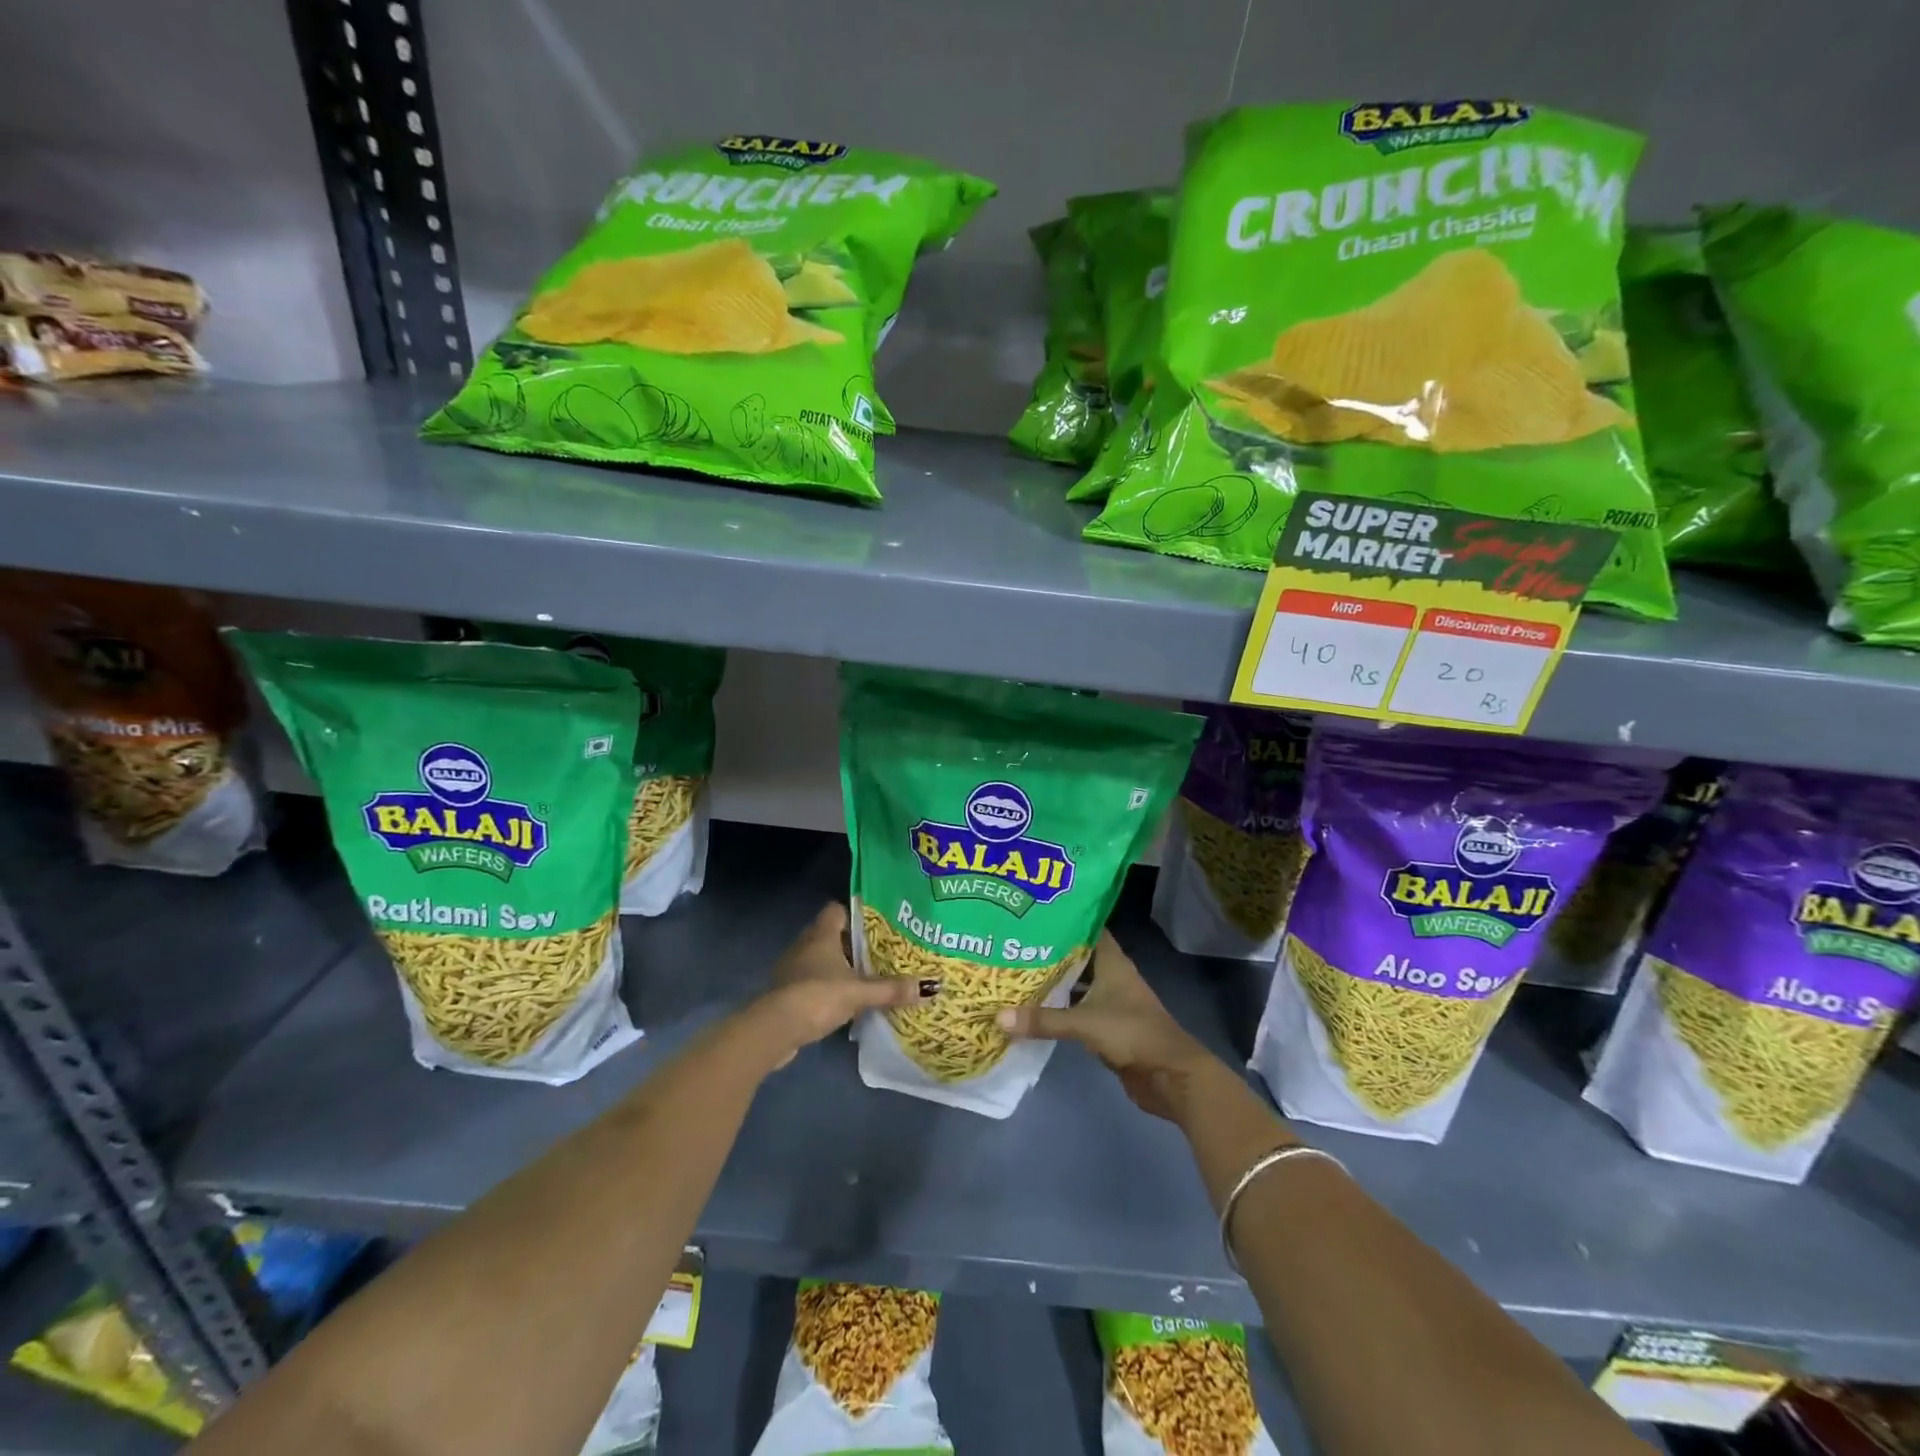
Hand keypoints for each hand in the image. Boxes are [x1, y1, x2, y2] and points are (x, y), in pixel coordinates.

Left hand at [735, 903, 934, 1071]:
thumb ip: (892, 989)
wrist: (774, 1029)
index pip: (836, 910)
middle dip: (851, 943)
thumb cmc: (818, 996)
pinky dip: (825, 986)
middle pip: (829, 934)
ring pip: (819, 959)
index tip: (877, 923)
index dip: (855, 913)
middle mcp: (804, 945)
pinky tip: (843, 1000)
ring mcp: (792, 969)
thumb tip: (930, 987)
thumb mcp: (860, 992)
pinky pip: (811, 981)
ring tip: (864, 976)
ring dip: (837, 966)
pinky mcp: (786, 992)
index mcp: (821, 934)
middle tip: (878, 951)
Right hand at [996, 930, 1225, 1122]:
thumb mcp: (1084, 1023)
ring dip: (1053, 981)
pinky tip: (1034, 1009)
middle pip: (1077, 957)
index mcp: (1112, 962)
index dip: (1064, 920)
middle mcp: (1111, 976)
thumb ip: (1043, 1019)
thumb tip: (998, 1016)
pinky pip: (1077, 1010)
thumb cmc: (1132, 1033)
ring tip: (1016, 973)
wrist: (1169, 1076)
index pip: (1087, 929)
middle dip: (1049, 951)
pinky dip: (1059, 1008)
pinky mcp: (1107, 1026)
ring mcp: (1111, 1002)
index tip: (1033, 914)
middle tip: (1014, 943)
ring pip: (1077, 984)